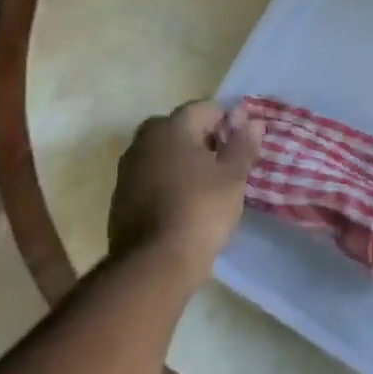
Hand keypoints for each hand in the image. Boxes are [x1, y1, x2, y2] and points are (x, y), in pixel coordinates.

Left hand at [109, 100, 262, 278]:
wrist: (153, 265)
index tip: (243, 144)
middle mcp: (144, 141)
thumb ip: (242, 145)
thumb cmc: (200, 211)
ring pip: (163, 153)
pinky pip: (150, 177)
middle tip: (225, 164)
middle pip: (180, 128)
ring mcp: (127, 170)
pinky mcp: (120, 198)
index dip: (228, 122)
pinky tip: (184, 205)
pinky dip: (168, 182)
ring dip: (184, 161)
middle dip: (204, 140)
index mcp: (171, 128)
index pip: (204, 108)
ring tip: (207, 186)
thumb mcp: (233, 178)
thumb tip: (252, 122)